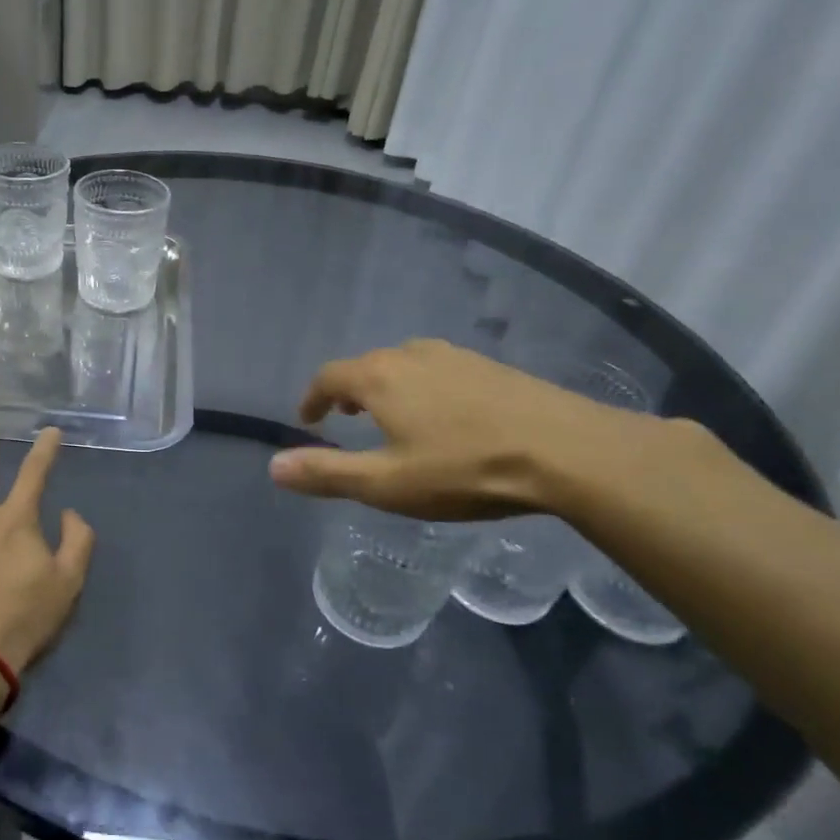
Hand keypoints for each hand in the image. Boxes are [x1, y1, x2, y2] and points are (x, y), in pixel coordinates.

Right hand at [268, 338, 651, 520]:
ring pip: (404, 364)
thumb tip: (273, 467)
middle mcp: (411, 355)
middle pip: (366, 366)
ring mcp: (455, 356)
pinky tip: (445, 415)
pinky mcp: (490, 366)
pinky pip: (438, 370)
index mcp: (379, 378)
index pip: (329, 377)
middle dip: (348, 391)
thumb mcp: (386, 484)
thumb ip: (326, 473)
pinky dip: (422, 387)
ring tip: (391, 416)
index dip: (312, 397)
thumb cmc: (464, 469)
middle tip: (346, 418)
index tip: (308, 418)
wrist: (566, 450)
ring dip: (386, 386)